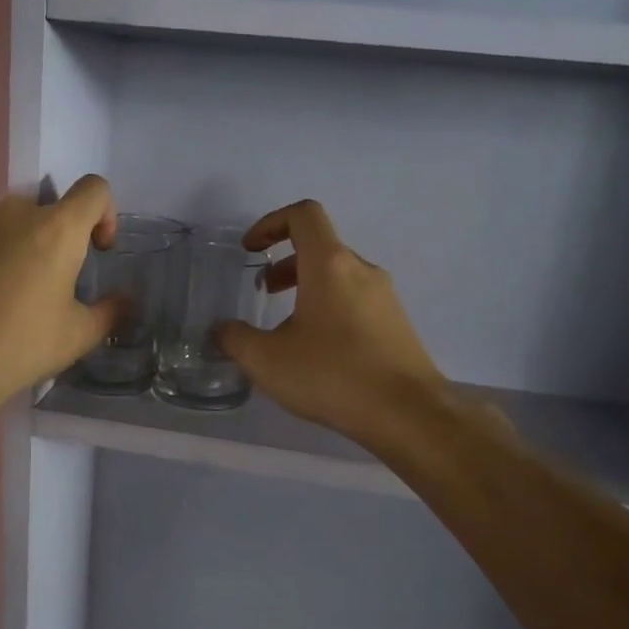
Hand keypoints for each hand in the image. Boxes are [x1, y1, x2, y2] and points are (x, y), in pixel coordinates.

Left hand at [0, 175, 120, 428]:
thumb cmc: (17, 349)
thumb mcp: (77, 337)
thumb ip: (110, 311)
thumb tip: (124, 300)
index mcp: (57, 229)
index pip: (95, 190)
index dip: (104, 214)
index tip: (95, 249)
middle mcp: (12, 210)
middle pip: (45, 210)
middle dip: (51, 239)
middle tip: (42, 286)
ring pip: (2, 222)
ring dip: (10, 245)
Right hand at [217, 200, 450, 447]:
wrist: (407, 414)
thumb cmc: (332, 376)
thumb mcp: (267, 361)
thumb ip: (235, 339)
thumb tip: (222, 330)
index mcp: (330, 264)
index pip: (303, 215)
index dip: (270, 223)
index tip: (251, 250)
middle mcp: (362, 270)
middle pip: (320, 247)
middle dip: (286, 263)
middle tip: (264, 292)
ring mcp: (385, 297)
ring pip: (339, 276)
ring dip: (307, 288)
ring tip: (287, 327)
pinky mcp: (397, 324)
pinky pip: (356, 301)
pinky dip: (330, 309)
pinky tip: (319, 353)